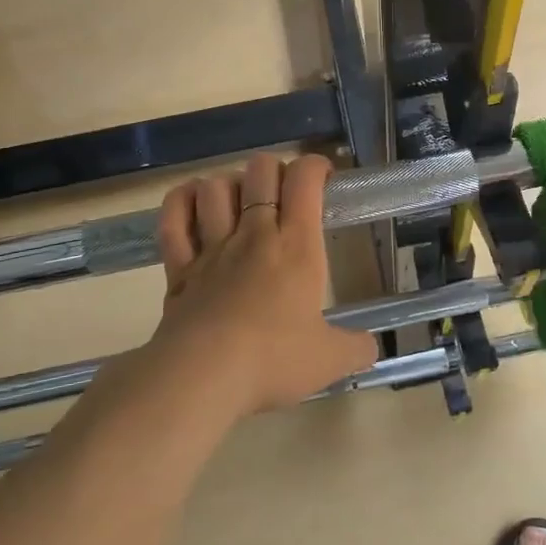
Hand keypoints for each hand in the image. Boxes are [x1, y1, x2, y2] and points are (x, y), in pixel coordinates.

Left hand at [146, 152, 375, 417]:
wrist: (203, 378)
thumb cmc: (273, 361)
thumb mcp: (330, 360)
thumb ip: (356, 348)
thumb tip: (371, 348)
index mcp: (296, 245)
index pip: (305, 178)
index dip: (316, 166)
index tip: (325, 179)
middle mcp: (254, 233)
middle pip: (260, 170)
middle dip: (275, 169)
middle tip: (285, 193)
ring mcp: (212, 247)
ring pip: (215, 187)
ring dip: (229, 184)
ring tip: (240, 201)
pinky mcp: (179, 267)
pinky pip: (174, 218)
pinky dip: (181, 200)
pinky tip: (194, 201)